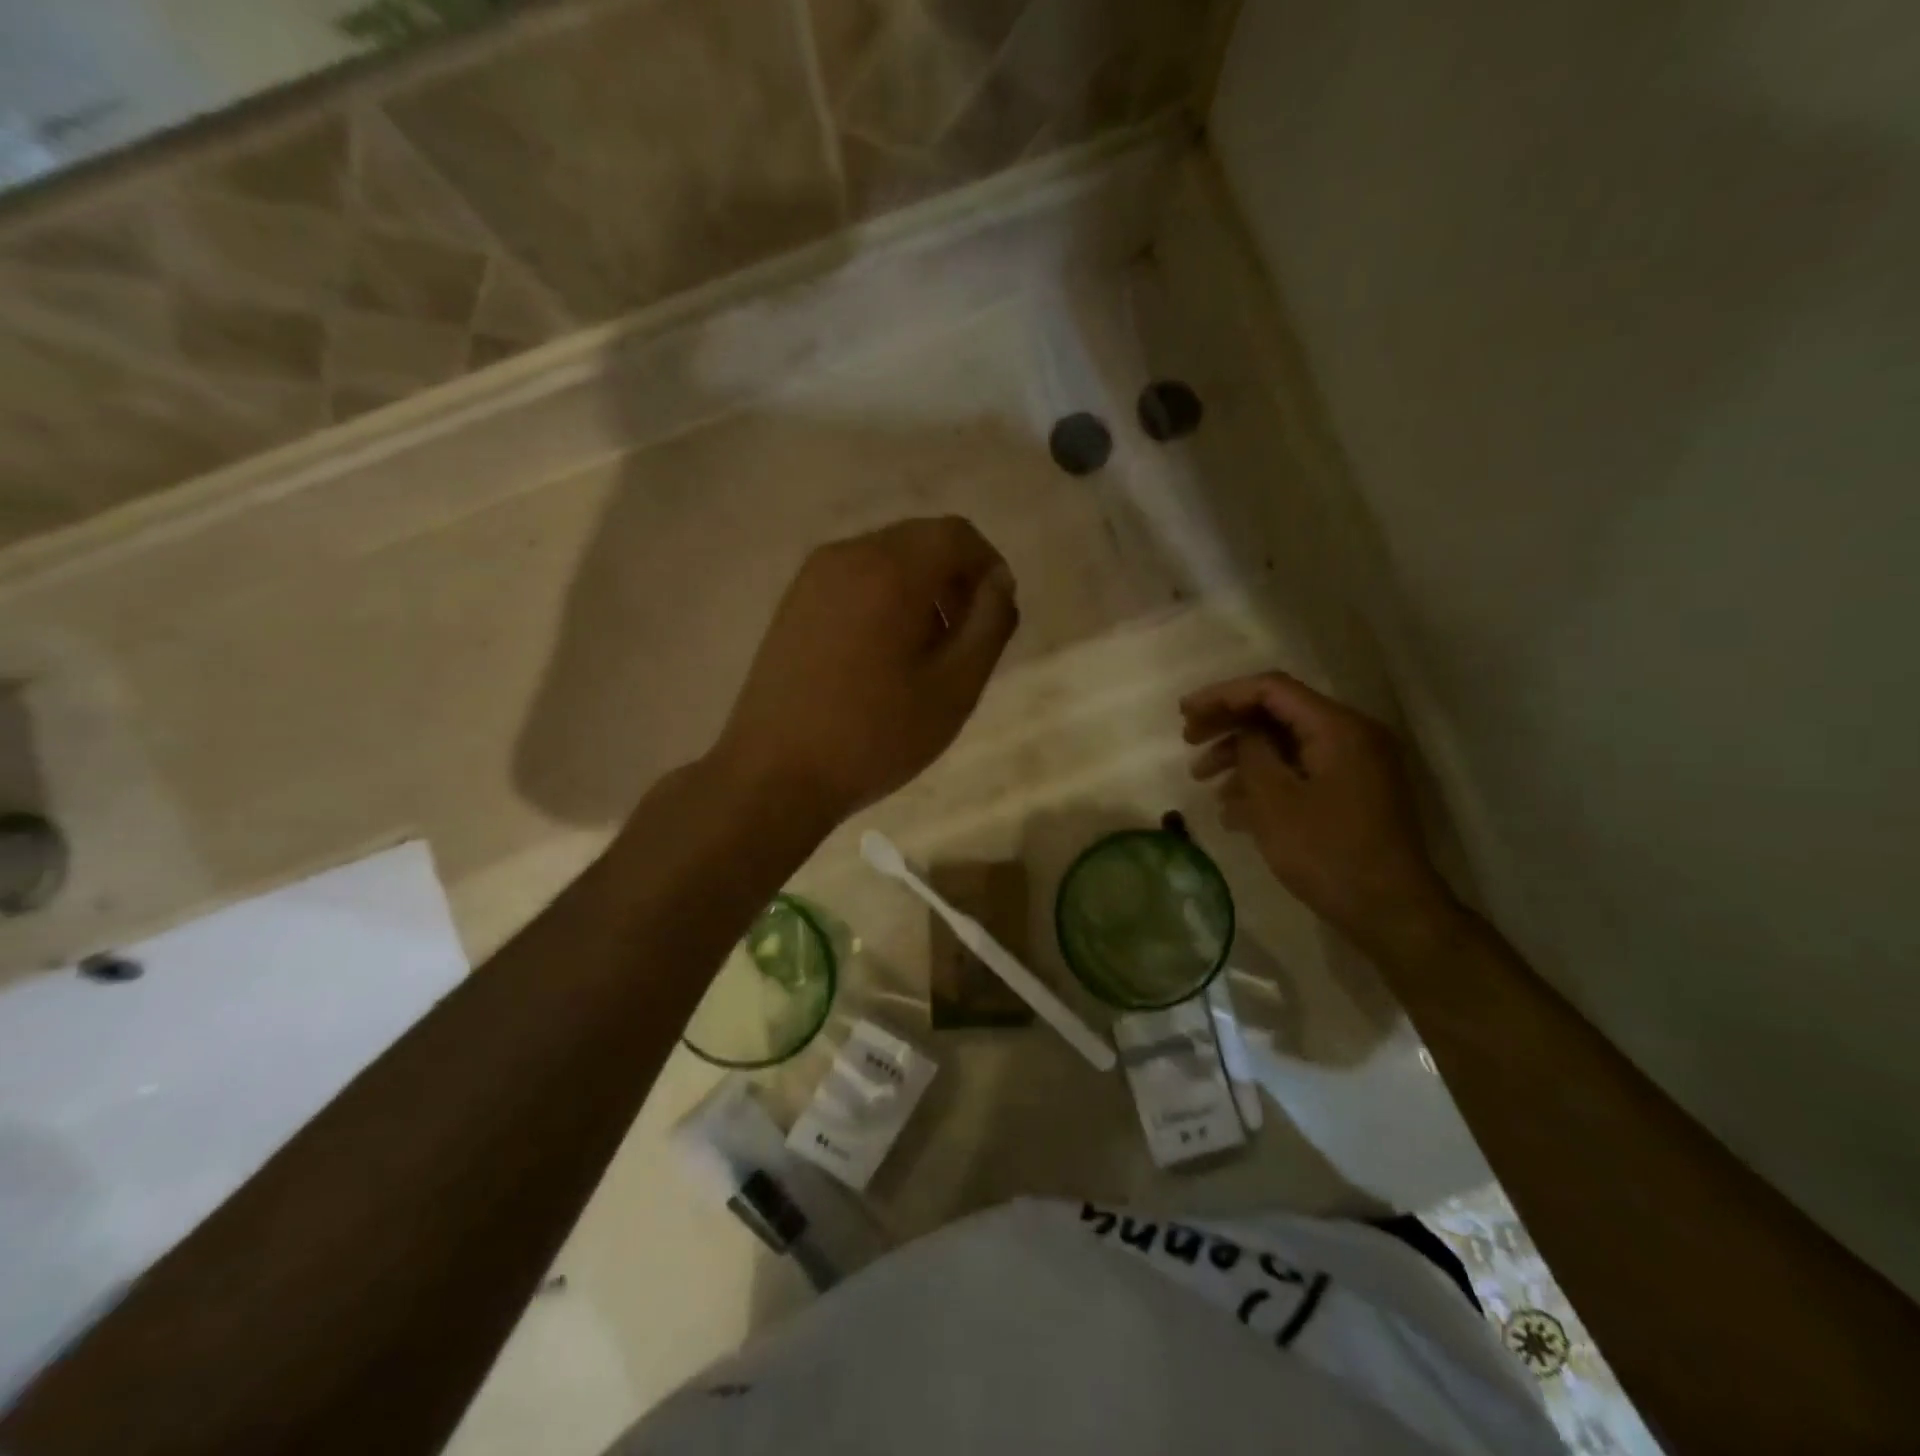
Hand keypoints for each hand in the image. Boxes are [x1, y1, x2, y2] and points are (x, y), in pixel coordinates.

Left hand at [714, 517, 1018, 824]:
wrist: (774, 774)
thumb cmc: (874, 736)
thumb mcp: (955, 688)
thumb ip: (989, 625)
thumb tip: (999, 582)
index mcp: (890, 570)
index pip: (956, 534)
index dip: (988, 565)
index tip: (996, 614)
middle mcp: (848, 555)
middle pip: (920, 540)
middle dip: (954, 577)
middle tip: (963, 638)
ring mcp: (812, 577)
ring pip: (887, 558)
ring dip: (920, 588)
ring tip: (923, 652)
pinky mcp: (794, 601)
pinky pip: (855, 578)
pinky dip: (884, 597)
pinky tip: (881, 654)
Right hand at [1182, 672, 1457, 956]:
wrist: (1390, 911)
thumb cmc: (1327, 852)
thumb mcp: (1275, 800)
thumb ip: (1253, 752)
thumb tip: (1245, 733)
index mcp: (1338, 727)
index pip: (1271, 689)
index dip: (1222, 695)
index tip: (1184, 713)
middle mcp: (1352, 735)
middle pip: (1278, 713)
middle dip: (1229, 725)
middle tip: (1188, 741)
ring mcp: (1355, 765)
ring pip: (1286, 743)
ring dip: (1241, 756)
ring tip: (1202, 780)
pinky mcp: (1352, 792)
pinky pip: (1301, 770)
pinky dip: (1265, 779)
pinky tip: (1232, 808)